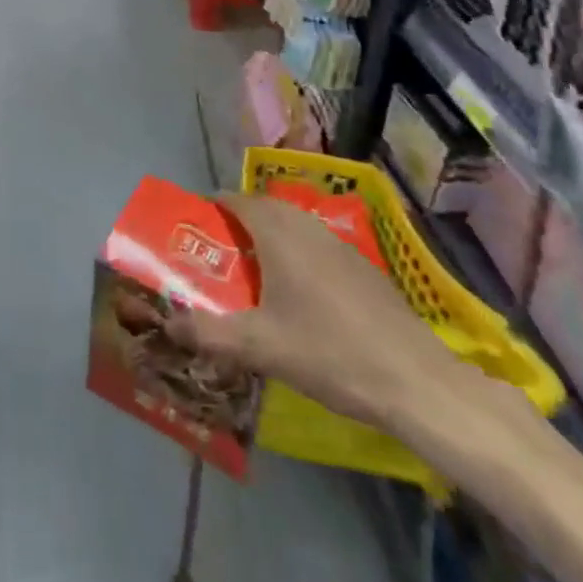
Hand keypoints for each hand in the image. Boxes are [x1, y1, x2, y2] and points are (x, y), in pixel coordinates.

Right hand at [165, 193, 473, 431]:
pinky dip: (297, 255)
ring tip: (252, 273)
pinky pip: (316, 245)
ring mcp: (340, 244)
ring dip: (269, 238)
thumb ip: (208, 332)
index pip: (236, 200)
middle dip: (238, 223)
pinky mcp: (363, 267)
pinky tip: (298, 295)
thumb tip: (168, 323)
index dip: (212, 208)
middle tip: (218, 253)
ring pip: (293, 226)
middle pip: (264, 208)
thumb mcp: (259, 347)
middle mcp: (307, 226)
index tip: (194, 227)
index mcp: (279, 233)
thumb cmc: (329, 353)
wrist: (414, 381)